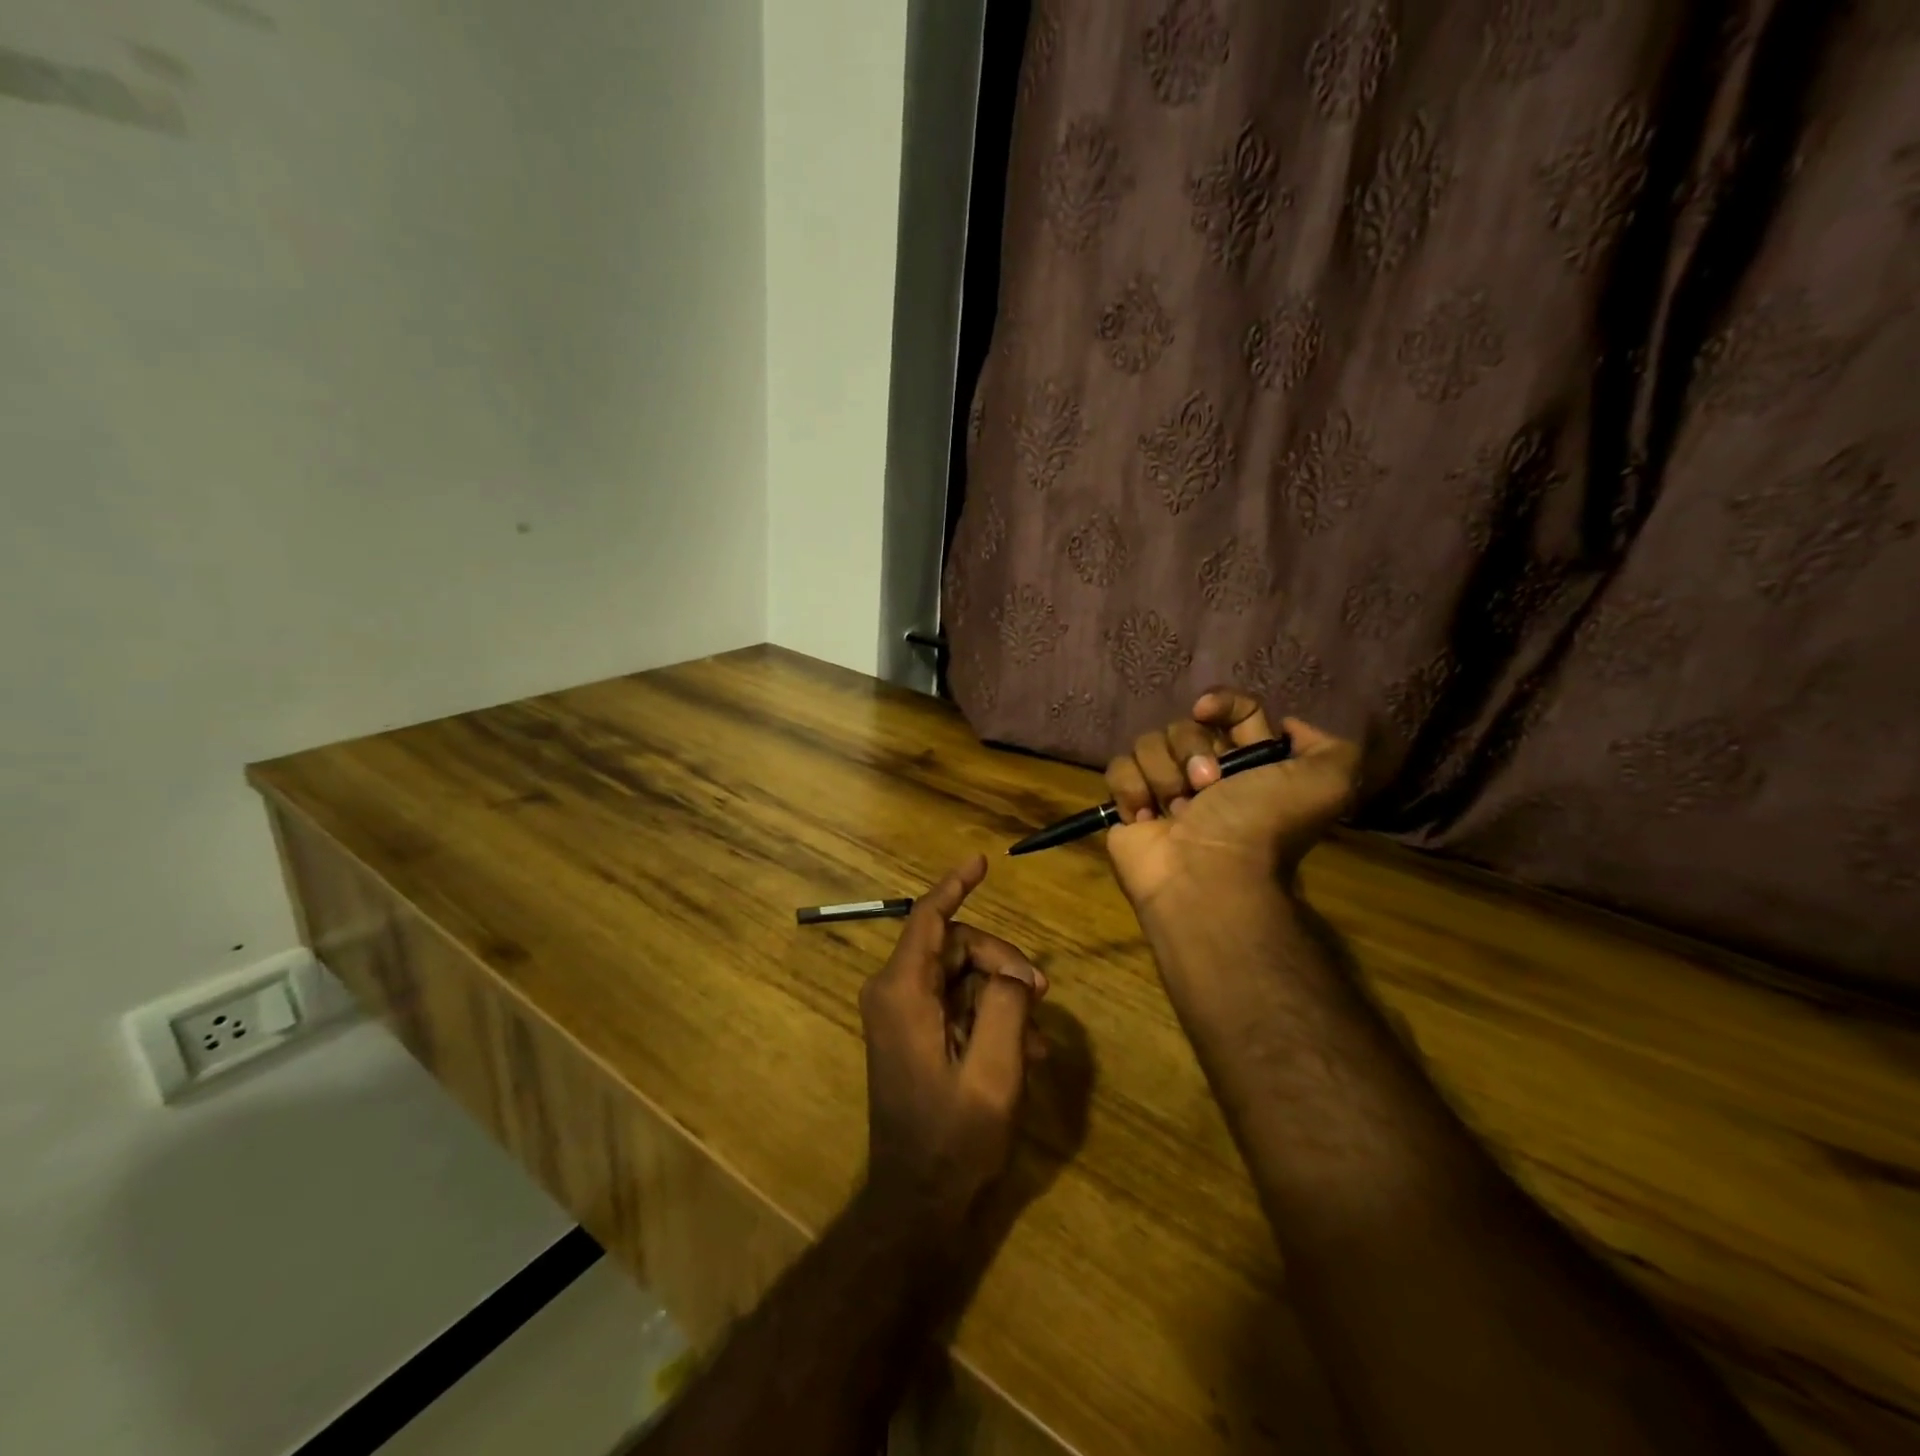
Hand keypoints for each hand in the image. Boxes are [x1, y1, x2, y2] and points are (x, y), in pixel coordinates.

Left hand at [859, 855, 1048, 1228]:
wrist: (917, 1201)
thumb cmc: (953, 1138)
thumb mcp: (994, 1071)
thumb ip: (1006, 1005)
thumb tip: (1012, 973)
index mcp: (902, 992)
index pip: (928, 918)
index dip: (955, 885)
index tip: (981, 861)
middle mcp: (895, 993)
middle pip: (955, 946)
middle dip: (1001, 962)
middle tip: (1041, 994)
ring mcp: (903, 1014)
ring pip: (962, 975)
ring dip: (1003, 995)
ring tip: (1037, 1036)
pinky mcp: (914, 1033)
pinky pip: (958, 1004)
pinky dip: (991, 1016)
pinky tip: (1024, 1049)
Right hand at [1103, 691, 1359, 913]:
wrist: (1207, 877)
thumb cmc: (1260, 827)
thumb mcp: (1326, 785)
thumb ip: (1331, 749)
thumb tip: (1289, 727)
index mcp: (1250, 763)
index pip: (1235, 710)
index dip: (1221, 703)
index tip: (1207, 713)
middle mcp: (1207, 773)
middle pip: (1184, 725)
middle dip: (1190, 751)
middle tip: (1205, 787)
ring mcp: (1164, 789)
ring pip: (1148, 743)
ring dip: (1162, 775)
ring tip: (1176, 813)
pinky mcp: (1128, 804)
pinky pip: (1118, 769)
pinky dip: (1130, 790)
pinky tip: (1145, 817)